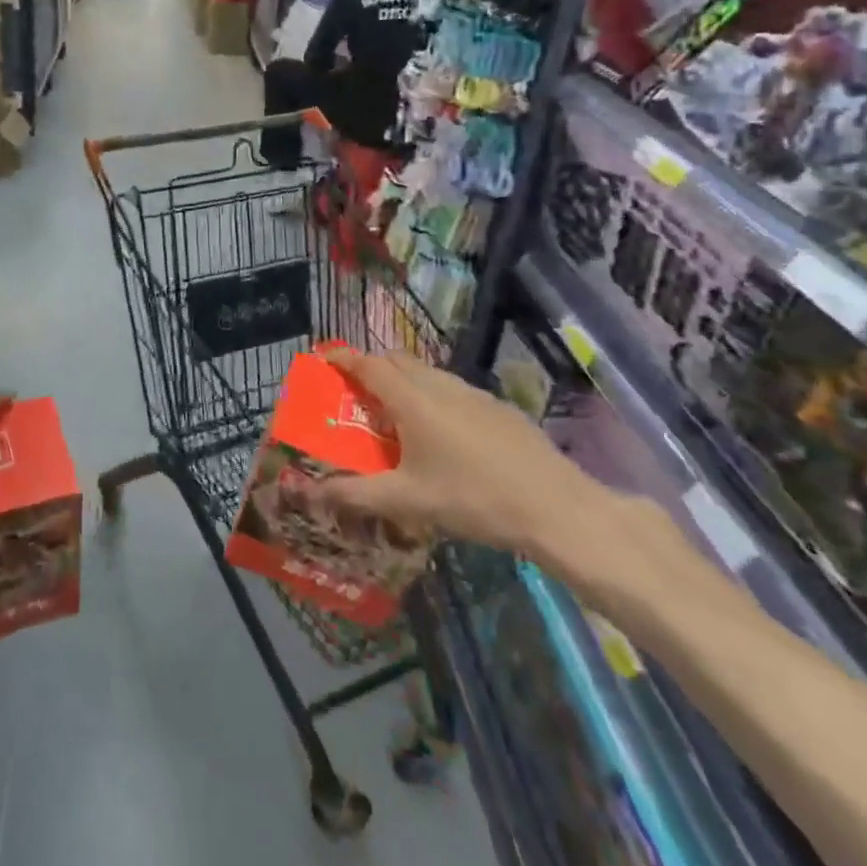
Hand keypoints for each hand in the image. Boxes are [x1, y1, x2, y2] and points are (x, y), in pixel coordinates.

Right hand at [318, 349, 598, 555]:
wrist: (556, 507)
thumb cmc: (472, 499)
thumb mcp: (407, 501)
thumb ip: (355, 494)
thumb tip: (311, 493)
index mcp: (411, 400)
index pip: (367, 365)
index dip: (342, 358)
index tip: (323, 359)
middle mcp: (439, 385)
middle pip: (396, 361)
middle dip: (372, 368)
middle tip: (357, 394)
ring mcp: (473, 393)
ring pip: (427, 373)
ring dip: (404, 382)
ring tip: (398, 416)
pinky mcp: (498, 407)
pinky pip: (453, 389)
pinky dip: (434, 396)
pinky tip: (444, 435)